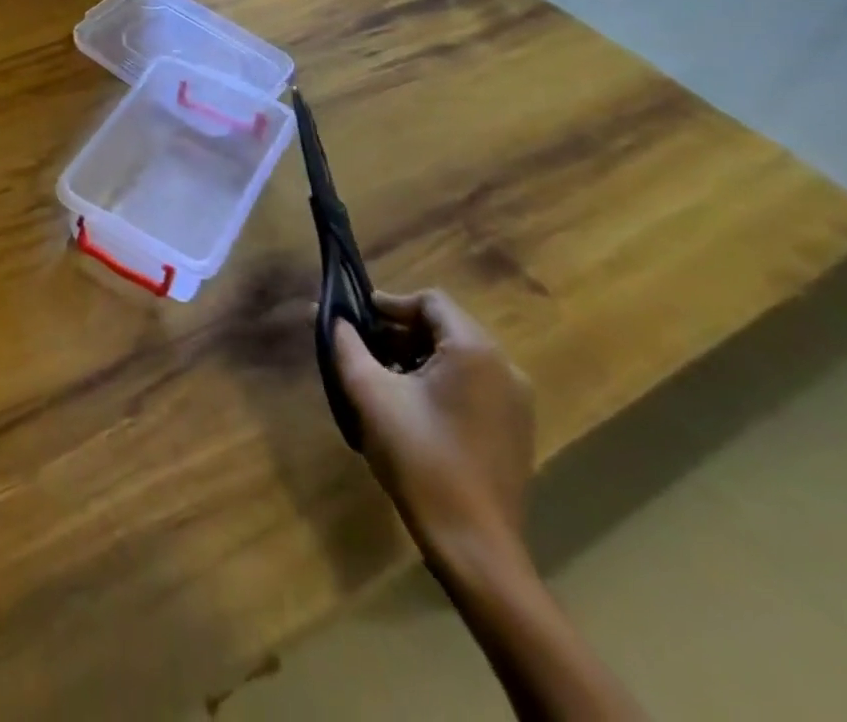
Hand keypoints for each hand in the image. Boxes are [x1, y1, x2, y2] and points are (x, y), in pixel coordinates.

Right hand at [333, 289, 534, 571]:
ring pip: (458, 358)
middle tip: (362, 349)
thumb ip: (346, 344)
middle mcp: (504, 368)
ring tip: (381, 378)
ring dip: (417, 357)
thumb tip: (330, 315)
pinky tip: (411, 408)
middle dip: (399, 332)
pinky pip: (473, 386)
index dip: (389, 304)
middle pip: (445, 327)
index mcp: (474, 351)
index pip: (430, 301)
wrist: (474, 545)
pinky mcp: (516, 431)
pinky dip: (439, 382)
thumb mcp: (369, 392)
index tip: (356, 321)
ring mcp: (516, 403)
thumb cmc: (419, 457)